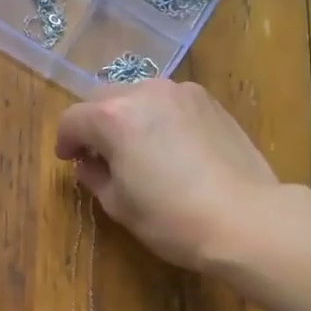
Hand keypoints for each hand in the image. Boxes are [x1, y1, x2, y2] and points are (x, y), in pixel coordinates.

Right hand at [54, 79, 281, 270]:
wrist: (245, 218)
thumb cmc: (172, 218)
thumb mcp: (119, 205)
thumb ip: (95, 176)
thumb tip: (89, 164)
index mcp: (114, 117)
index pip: (73, 119)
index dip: (65, 141)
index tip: (70, 161)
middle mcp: (145, 92)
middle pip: (104, 99)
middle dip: (96, 124)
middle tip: (100, 155)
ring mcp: (182, 92)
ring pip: (139, 96)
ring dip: (129, 117)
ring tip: (138, 150)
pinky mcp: (210, 102)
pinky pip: (170, 103)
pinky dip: (160, 118)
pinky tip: (171, 148)